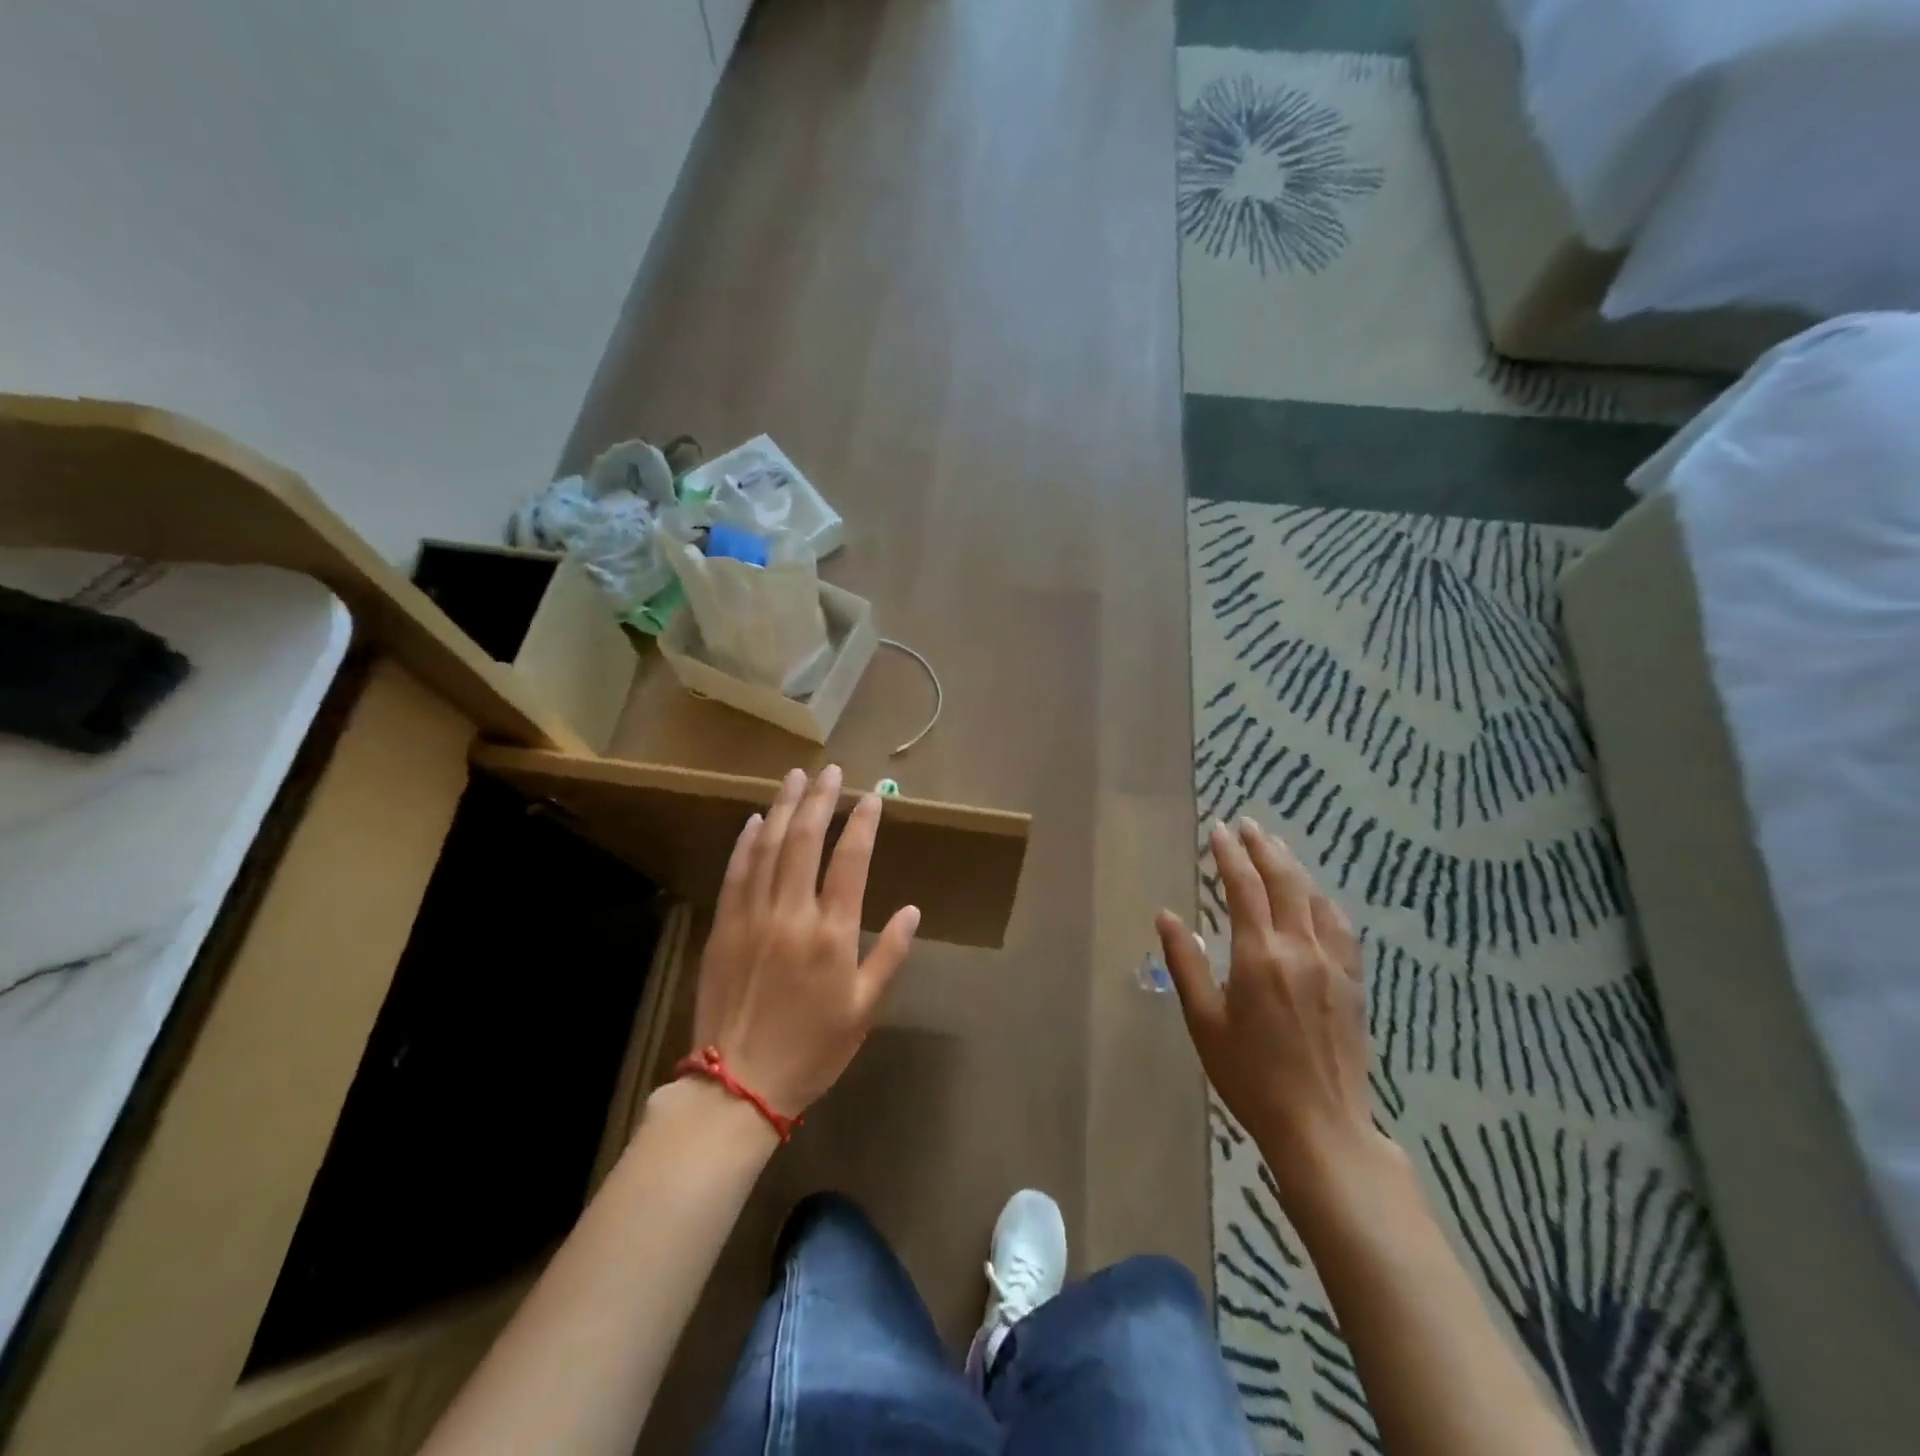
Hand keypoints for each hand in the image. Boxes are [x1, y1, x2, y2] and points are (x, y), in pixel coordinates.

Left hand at [690, 765, 920, 1120]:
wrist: (738, 1086)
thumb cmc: (812, 1050)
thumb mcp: (864, 1010)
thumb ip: (889, 956)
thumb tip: (912, 911)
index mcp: (832, 934)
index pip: (851, 862)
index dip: (863, 824)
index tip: (871, 797)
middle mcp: (792, 914)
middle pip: (805, 841)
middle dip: (819, 800)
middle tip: (829, 770)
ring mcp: (752, 917)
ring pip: (768, 848)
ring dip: (782, 808)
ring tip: (794, 777)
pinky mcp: (723, 927)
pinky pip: (736, 873)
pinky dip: (746, 842)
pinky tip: (755, 820)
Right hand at [1157, 818, 1396, 1217]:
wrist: (1322, 1127)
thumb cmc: (1250, 1077)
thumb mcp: (1204, 1022)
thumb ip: (1185, 963)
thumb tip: (1167, 916)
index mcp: (1259, 956)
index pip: (1243, 888)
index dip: (1229, 854)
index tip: (1217, 829)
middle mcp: (1300, 949)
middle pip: (1284, 882)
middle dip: (1263, 847)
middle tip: (1247, 825)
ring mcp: (1333, 965)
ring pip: (1314, 899)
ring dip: (1293, 867)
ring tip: (1276, 848)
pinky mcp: (1353, 983)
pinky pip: (1340, 927)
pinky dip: (1323, 901)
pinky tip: (1316, 898)